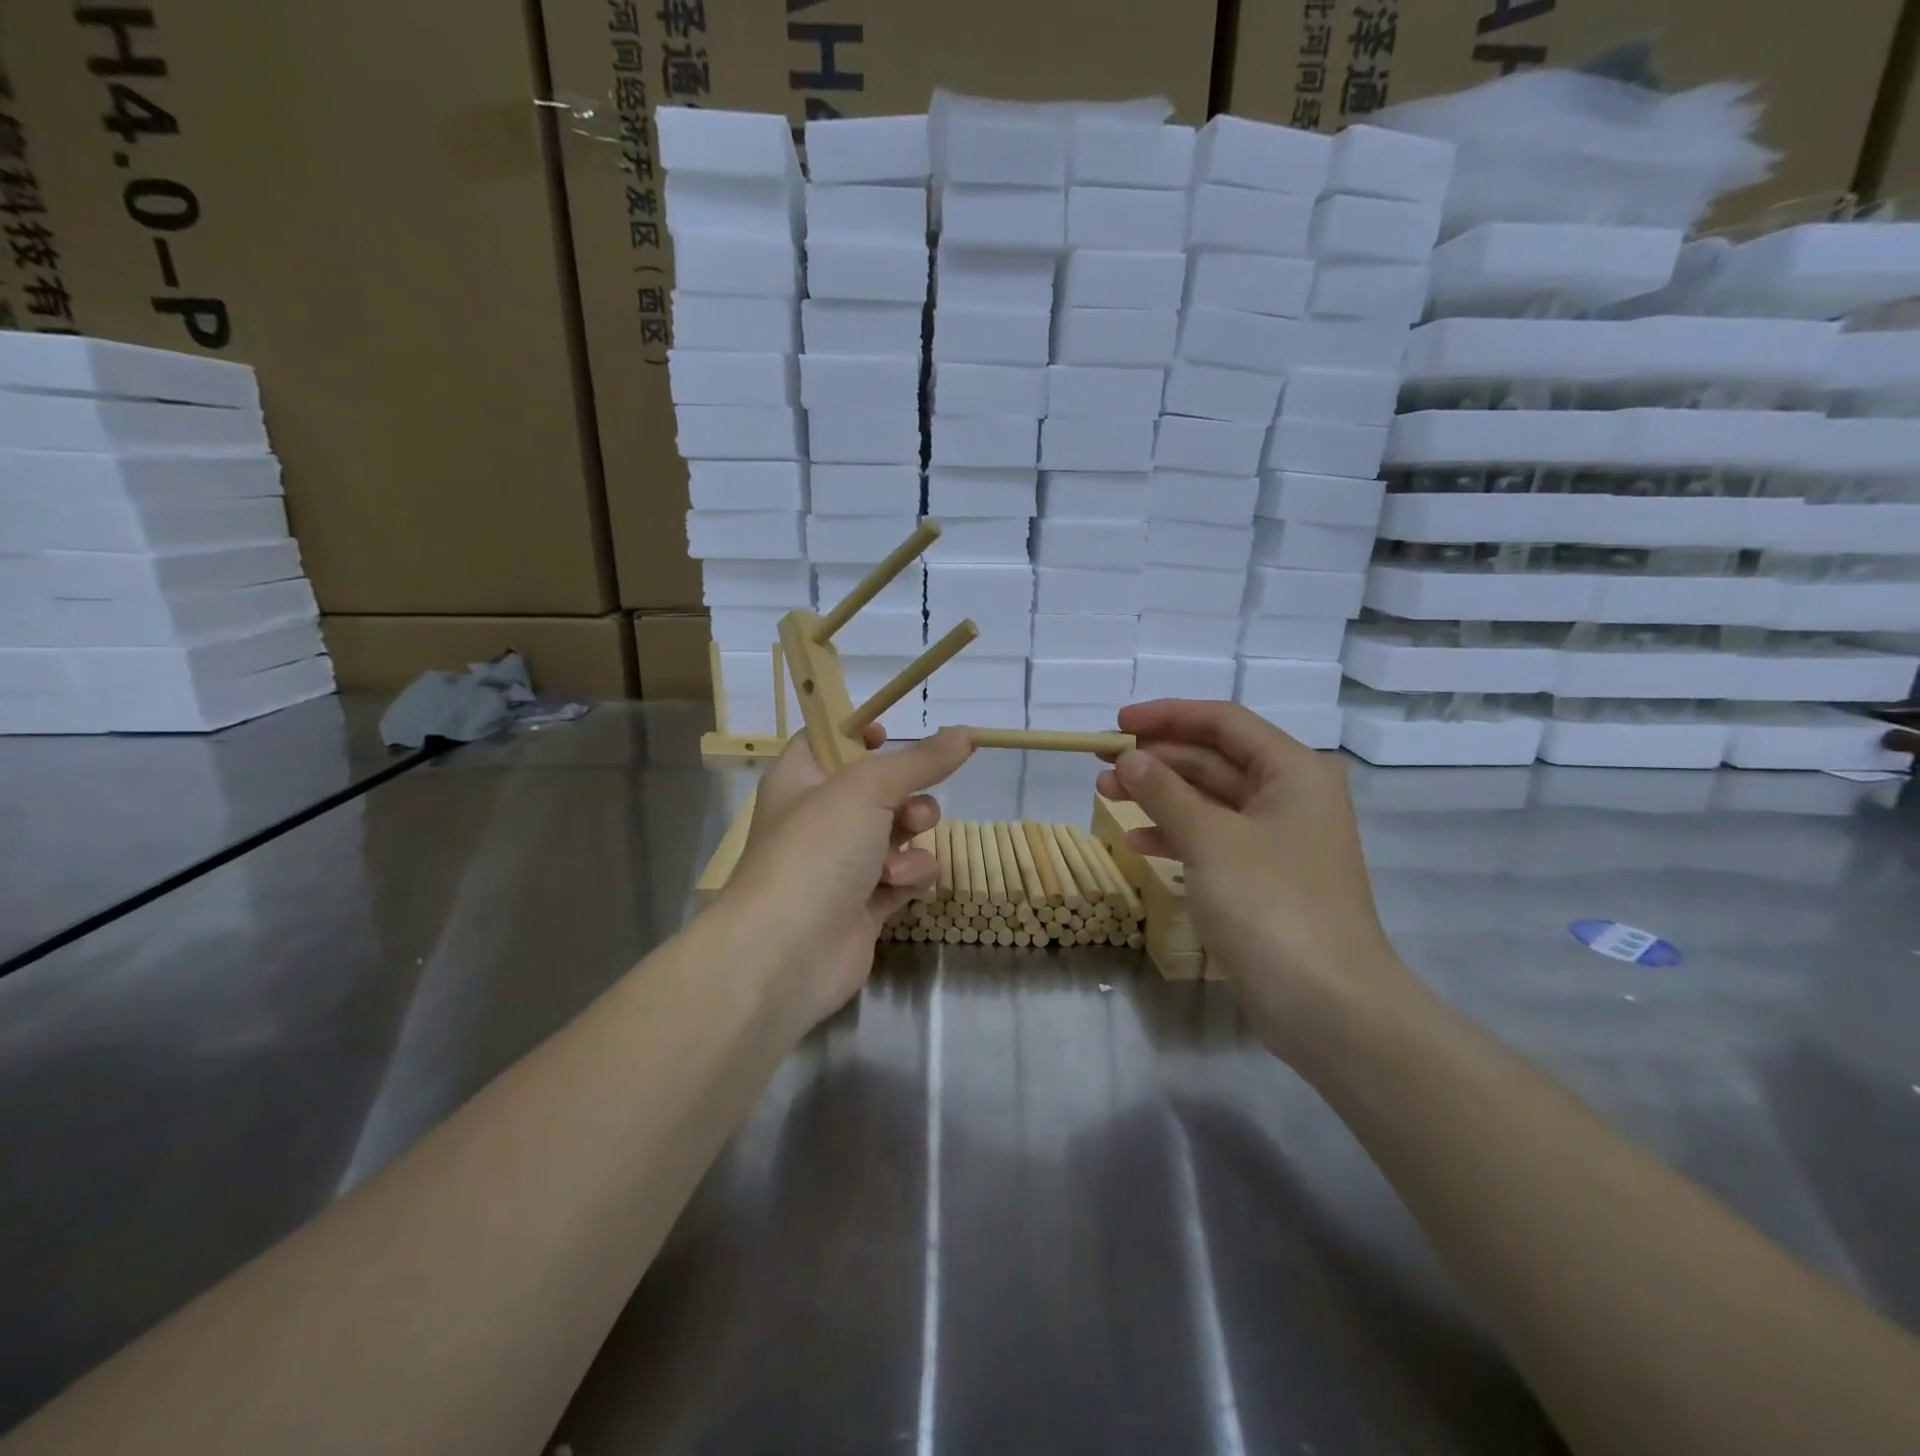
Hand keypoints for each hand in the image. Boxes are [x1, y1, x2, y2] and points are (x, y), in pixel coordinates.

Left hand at [722, 725, 973, 1026]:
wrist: (788, 952)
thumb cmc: (816, 850)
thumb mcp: (867, 788)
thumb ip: (920, 760)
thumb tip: (965, 733)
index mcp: (800, 780)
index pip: (826, 741)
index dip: (856, 734)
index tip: (889, 734)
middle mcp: (818, 819)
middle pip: (876, 790)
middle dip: (906, 797)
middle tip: (910, 810)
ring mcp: (840, 865)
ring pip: (897, 833)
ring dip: (910, 840)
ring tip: (899, 858)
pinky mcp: (863, 904)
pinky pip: (902, 876)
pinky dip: (908, 878)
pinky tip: (898, 887)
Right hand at [1097, 700, 1417, 1066]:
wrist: (1327, 1004)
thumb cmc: (1271, 905)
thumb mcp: (1211, 839)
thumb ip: (1165, 792)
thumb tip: (1129, 759)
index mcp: (1292, 771)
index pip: (1223, 723)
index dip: (1167, 716)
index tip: (1117, 724)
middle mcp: (1289, 796)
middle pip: (1213, 759)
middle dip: (1156, 759)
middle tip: (1101, 764)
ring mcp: (1277, 840)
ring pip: (1208, 800)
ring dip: (1158, 795)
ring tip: (1105, 795)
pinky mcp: (1263, 878)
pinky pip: (1212, 839)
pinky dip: (1175, 835)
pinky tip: (1136, 841)